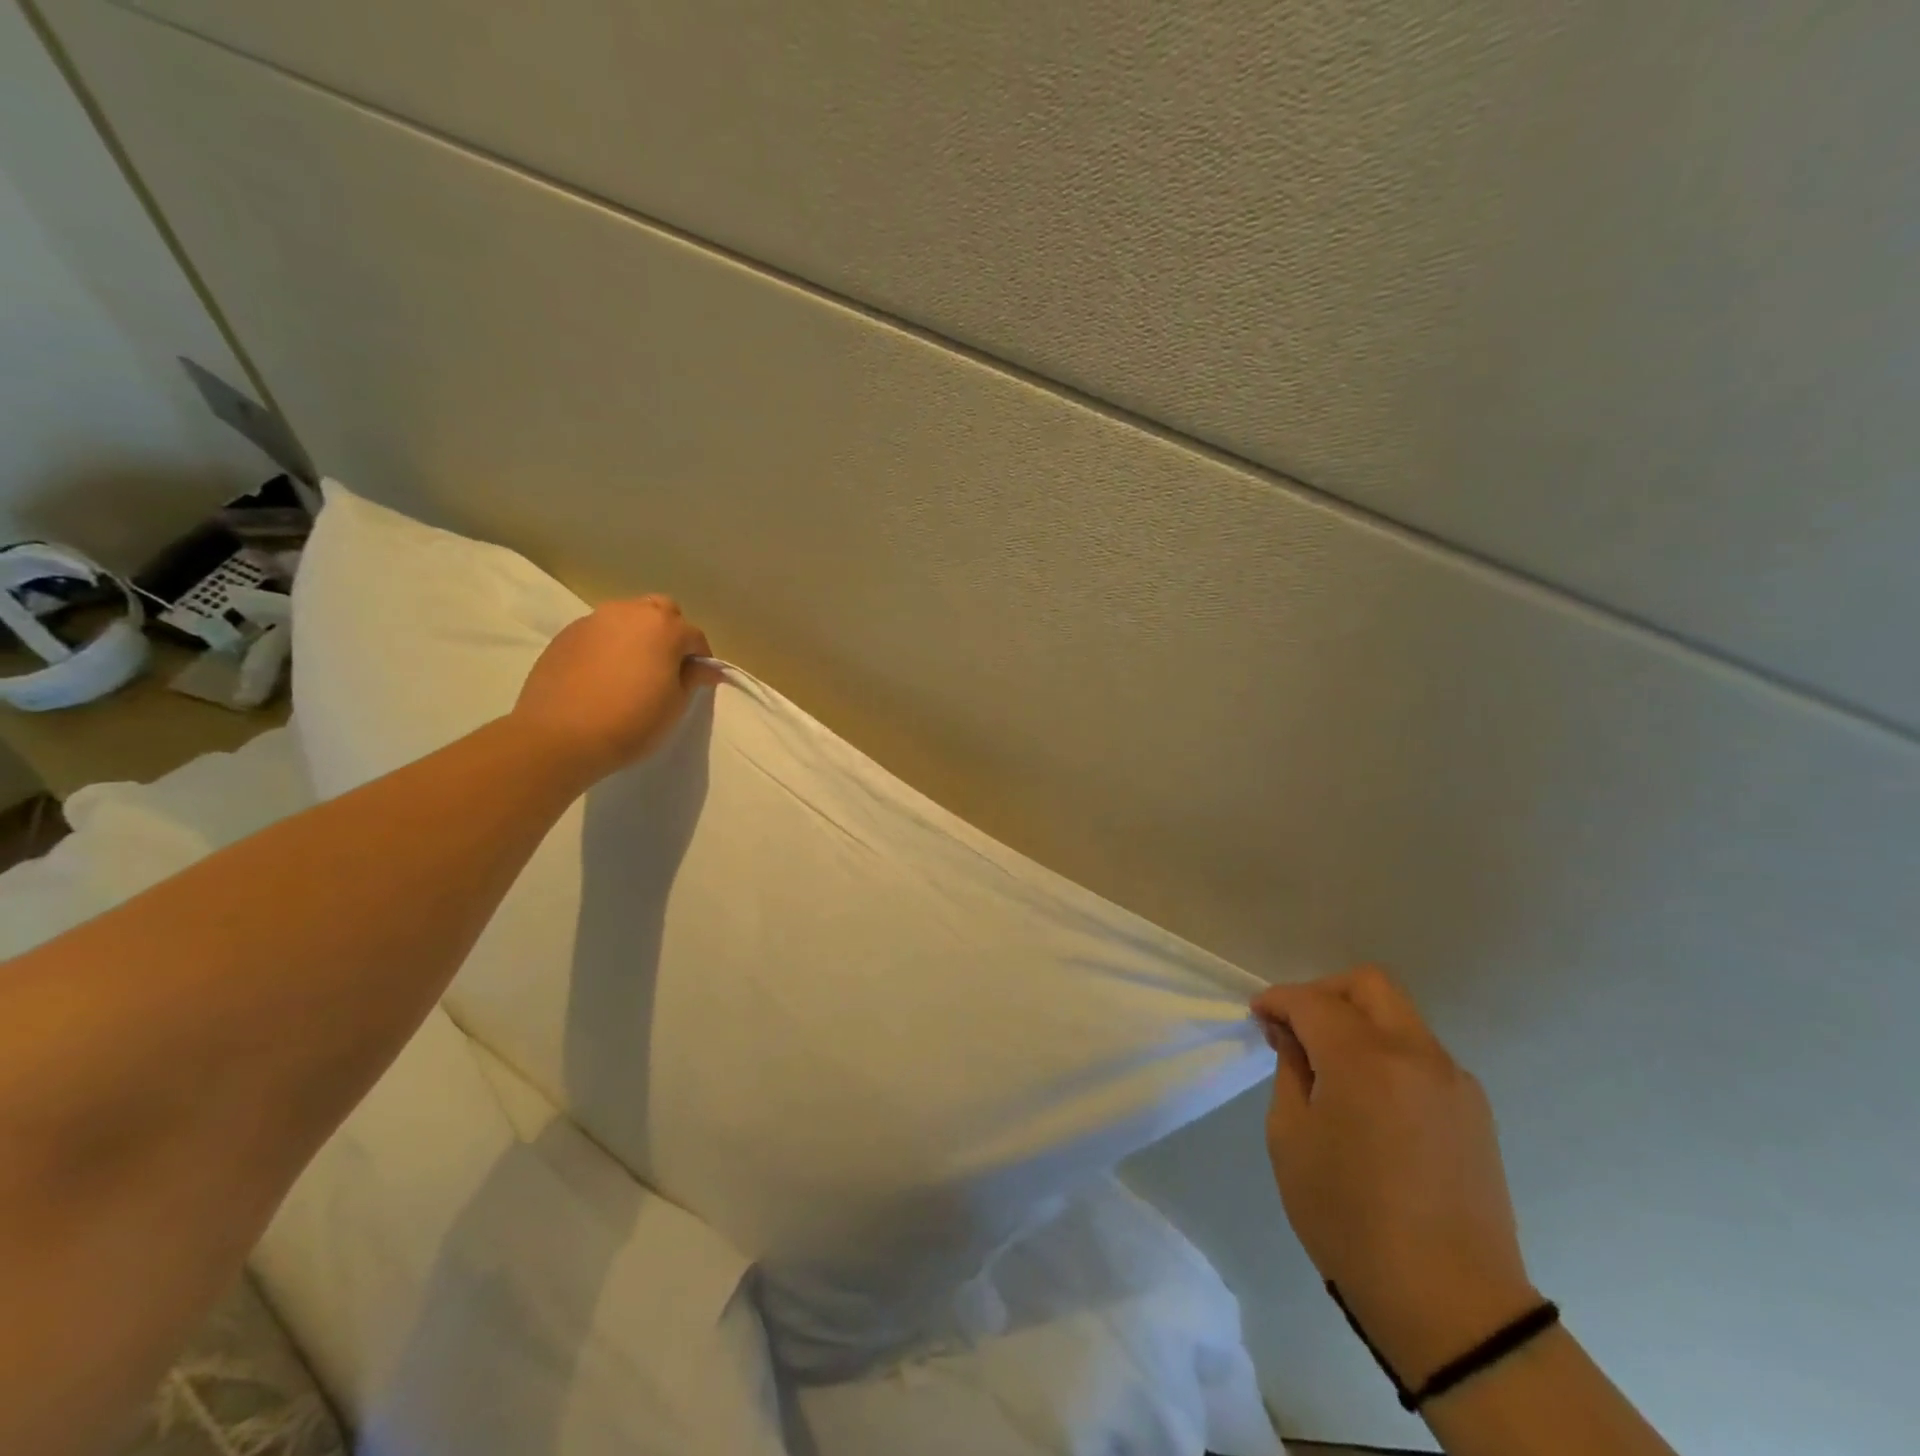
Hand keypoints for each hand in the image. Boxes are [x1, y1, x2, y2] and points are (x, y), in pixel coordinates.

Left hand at [512, 595, 723, 782]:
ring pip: (626, 618)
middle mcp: (629, 613)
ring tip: (631, 670)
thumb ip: (692, 678)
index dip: (700, 659)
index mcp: (664, 627)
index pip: (694, 635)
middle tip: (665, 666)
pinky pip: (599, 632)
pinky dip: (608, 646)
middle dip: (669, 632)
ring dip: (636, 636)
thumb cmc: (631, 721)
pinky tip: (602, 676)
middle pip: (660, 611)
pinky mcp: (566, 635)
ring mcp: (593, 620)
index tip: (696, 681)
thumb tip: (706, 668)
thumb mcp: (675, 705)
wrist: (559, 736)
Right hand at [1253, 966, 1538, 1386]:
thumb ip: (1291, 1072)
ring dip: (1358, 1022)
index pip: (1312, 1001)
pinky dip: (1386, 1052)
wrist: (1451, 1305)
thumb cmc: (1350, 1219)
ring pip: (1399, 1017)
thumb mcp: (1291, 1140)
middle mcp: (1416, 1055)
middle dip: (1324, 992)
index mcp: (1364, 1060)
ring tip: (1330, 1064)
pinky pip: (1421, 1054)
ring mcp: (1453, 1081)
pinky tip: (1369, 1096)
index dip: (1278, 999)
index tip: (1257, 1014)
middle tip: (1296, 1025)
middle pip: (1369, 985)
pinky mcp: (1474, 1110)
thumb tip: (1293, 1037)